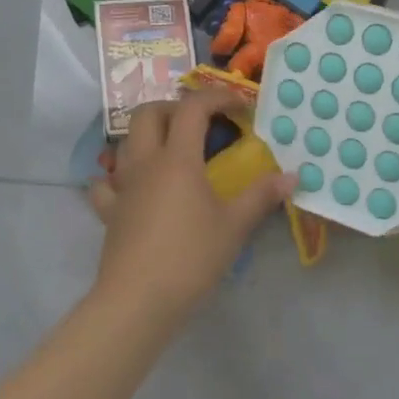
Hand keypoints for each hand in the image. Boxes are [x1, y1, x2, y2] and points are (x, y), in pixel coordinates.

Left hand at [87, 88, 295, 314]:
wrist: (138, 301)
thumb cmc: (190, 258)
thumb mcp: (234, 226)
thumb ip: (262, 196)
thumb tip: (292, 175)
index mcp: (177, 159)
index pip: (193, 107)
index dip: (217, 97)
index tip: (240, 108)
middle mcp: (145, 163)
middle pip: (149, 113)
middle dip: (175, 107)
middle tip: (201, 123)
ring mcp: (122, 186)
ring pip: (125, 142)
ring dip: (148, 135)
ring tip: (172, 150)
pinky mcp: (109, 212)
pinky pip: (106, 183)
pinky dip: (118, 176)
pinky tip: (132, 186)